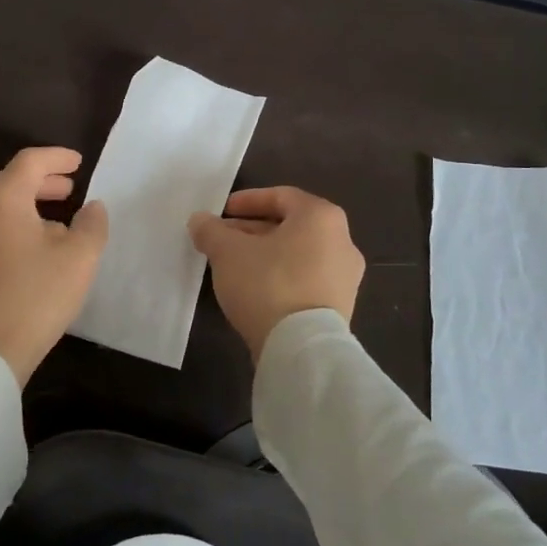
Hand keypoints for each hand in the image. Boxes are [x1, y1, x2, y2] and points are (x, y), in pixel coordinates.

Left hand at [0, 146, 108, 384]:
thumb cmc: (36, 296)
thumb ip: (91, 224)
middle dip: (41, 180)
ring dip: (27, 202)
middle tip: (69, 188)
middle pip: (9, 180)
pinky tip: (35, 246)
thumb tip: (93, 207)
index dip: (57, 157)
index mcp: (2, 199)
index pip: (29, 162)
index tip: (79, 162)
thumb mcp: (79, 258)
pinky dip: (13, 222)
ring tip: (57, 217)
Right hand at [188, 186, 364, 361]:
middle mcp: (342, 241)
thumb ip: (211, 230)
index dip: (247, 201)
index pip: (280, 196)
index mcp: (321, 217)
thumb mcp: (227, 252)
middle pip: (290, 226)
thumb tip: (200, 221)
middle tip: (222, 239)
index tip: (222, 212)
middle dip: (252, 230)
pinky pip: (306, 279)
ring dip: (265, 254)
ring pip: (297, 254)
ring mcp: (345, 276)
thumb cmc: (268, 284)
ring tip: (233, 266)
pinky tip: (255, 290)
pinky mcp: (340, 306)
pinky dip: (280, 277)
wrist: (301, 349)